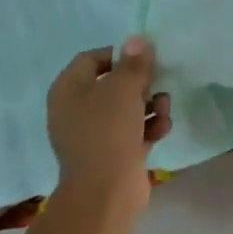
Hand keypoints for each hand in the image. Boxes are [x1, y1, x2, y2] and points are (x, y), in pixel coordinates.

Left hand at [46, 37, 171, 208]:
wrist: (105, 193)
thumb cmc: (109, 130)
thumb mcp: (124, 87)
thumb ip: (134, 61)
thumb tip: (137, 40)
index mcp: (68, 89)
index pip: (92, 58)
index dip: (119, 55)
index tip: (143, 59)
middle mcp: (75, 110)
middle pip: (113, 83)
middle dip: (141, 83)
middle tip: (158, 83)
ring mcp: (92, 135)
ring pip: (126, 108)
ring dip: (151, 104)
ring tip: (164, 110)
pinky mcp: (110, 155)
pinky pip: (132, 131)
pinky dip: (148, 128)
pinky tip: (162, 130)